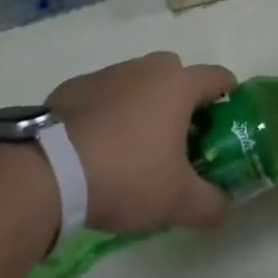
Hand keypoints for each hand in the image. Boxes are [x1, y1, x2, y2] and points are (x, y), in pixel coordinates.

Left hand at [47, 53, 237, 233]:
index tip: (228, 120)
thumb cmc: (126, 175)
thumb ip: (209, 203)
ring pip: (138, 82)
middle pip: (176, 74)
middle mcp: (146, 69)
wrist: (49, 171)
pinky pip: (104, 95)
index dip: (228, 96)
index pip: (217, 77)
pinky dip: (108, 113)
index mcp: (177, 85)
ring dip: (142, 105)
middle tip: (179, 138)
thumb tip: (223, 208)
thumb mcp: (176, 200)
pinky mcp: (75, 87)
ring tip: (134, 147)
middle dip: (182, 100)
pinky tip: (97, 148)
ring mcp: (109, 74)